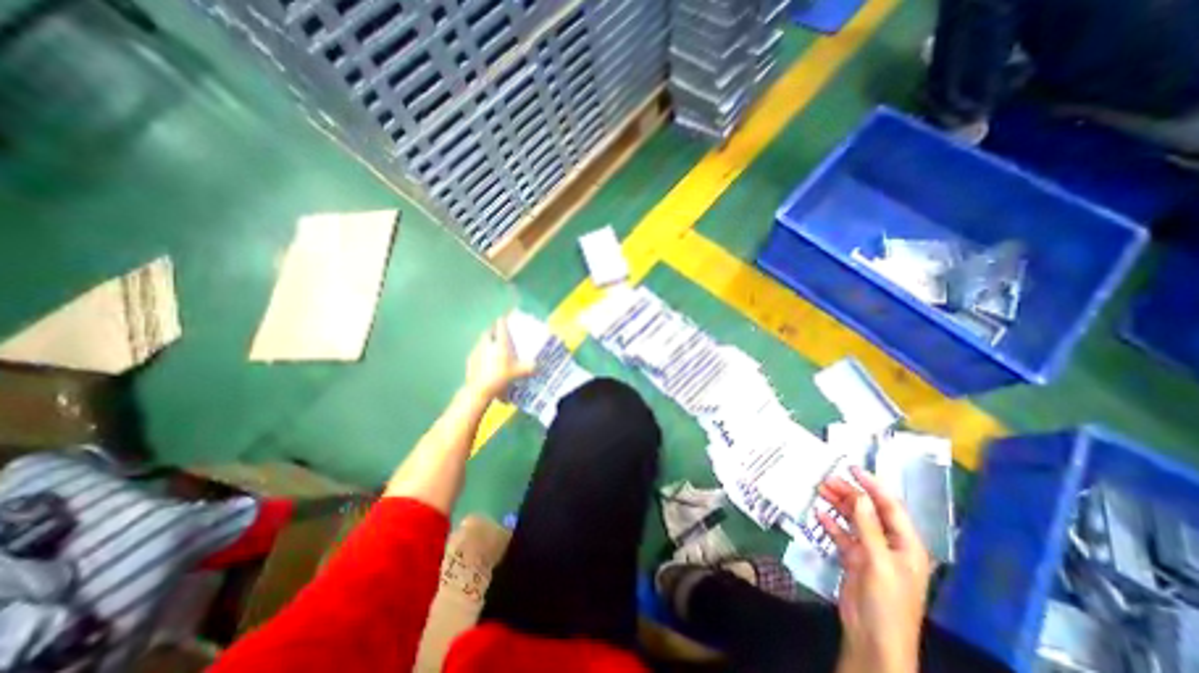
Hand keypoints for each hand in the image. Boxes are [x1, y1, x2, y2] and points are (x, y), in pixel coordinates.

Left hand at [462, 316, 534, 400]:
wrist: (480, 389)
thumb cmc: (501, 376)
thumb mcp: (519, 372)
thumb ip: (529, 368)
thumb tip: (537, 366)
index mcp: (500, 342)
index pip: (500, 324)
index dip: (503, 320)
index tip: (506, 318)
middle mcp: (487, 342)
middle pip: (489, 331)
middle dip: (494, 331)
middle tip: (500, 336)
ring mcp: (476, 350)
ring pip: (482, 341)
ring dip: (487, 342)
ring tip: (493, 350)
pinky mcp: (470, 360)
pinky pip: (476, 352)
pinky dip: (481, 354)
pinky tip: (485, 363)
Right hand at [821, 464, 929, 672]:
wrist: (873, 639)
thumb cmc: (885, 602)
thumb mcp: (878, 561)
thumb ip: (868, 527)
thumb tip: (860, 495)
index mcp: (906, 545)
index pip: (890, 507)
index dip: (873, 486)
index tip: (852, 468)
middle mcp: (889, 544)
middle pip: (869, 511)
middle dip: (849, 494)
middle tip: (826, 479)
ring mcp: (870, 552)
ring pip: (854, 520)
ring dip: (838, 505)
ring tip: (818, 489)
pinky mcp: (854, 559)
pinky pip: (842, 535)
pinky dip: (831, 523)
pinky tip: (818, 513)